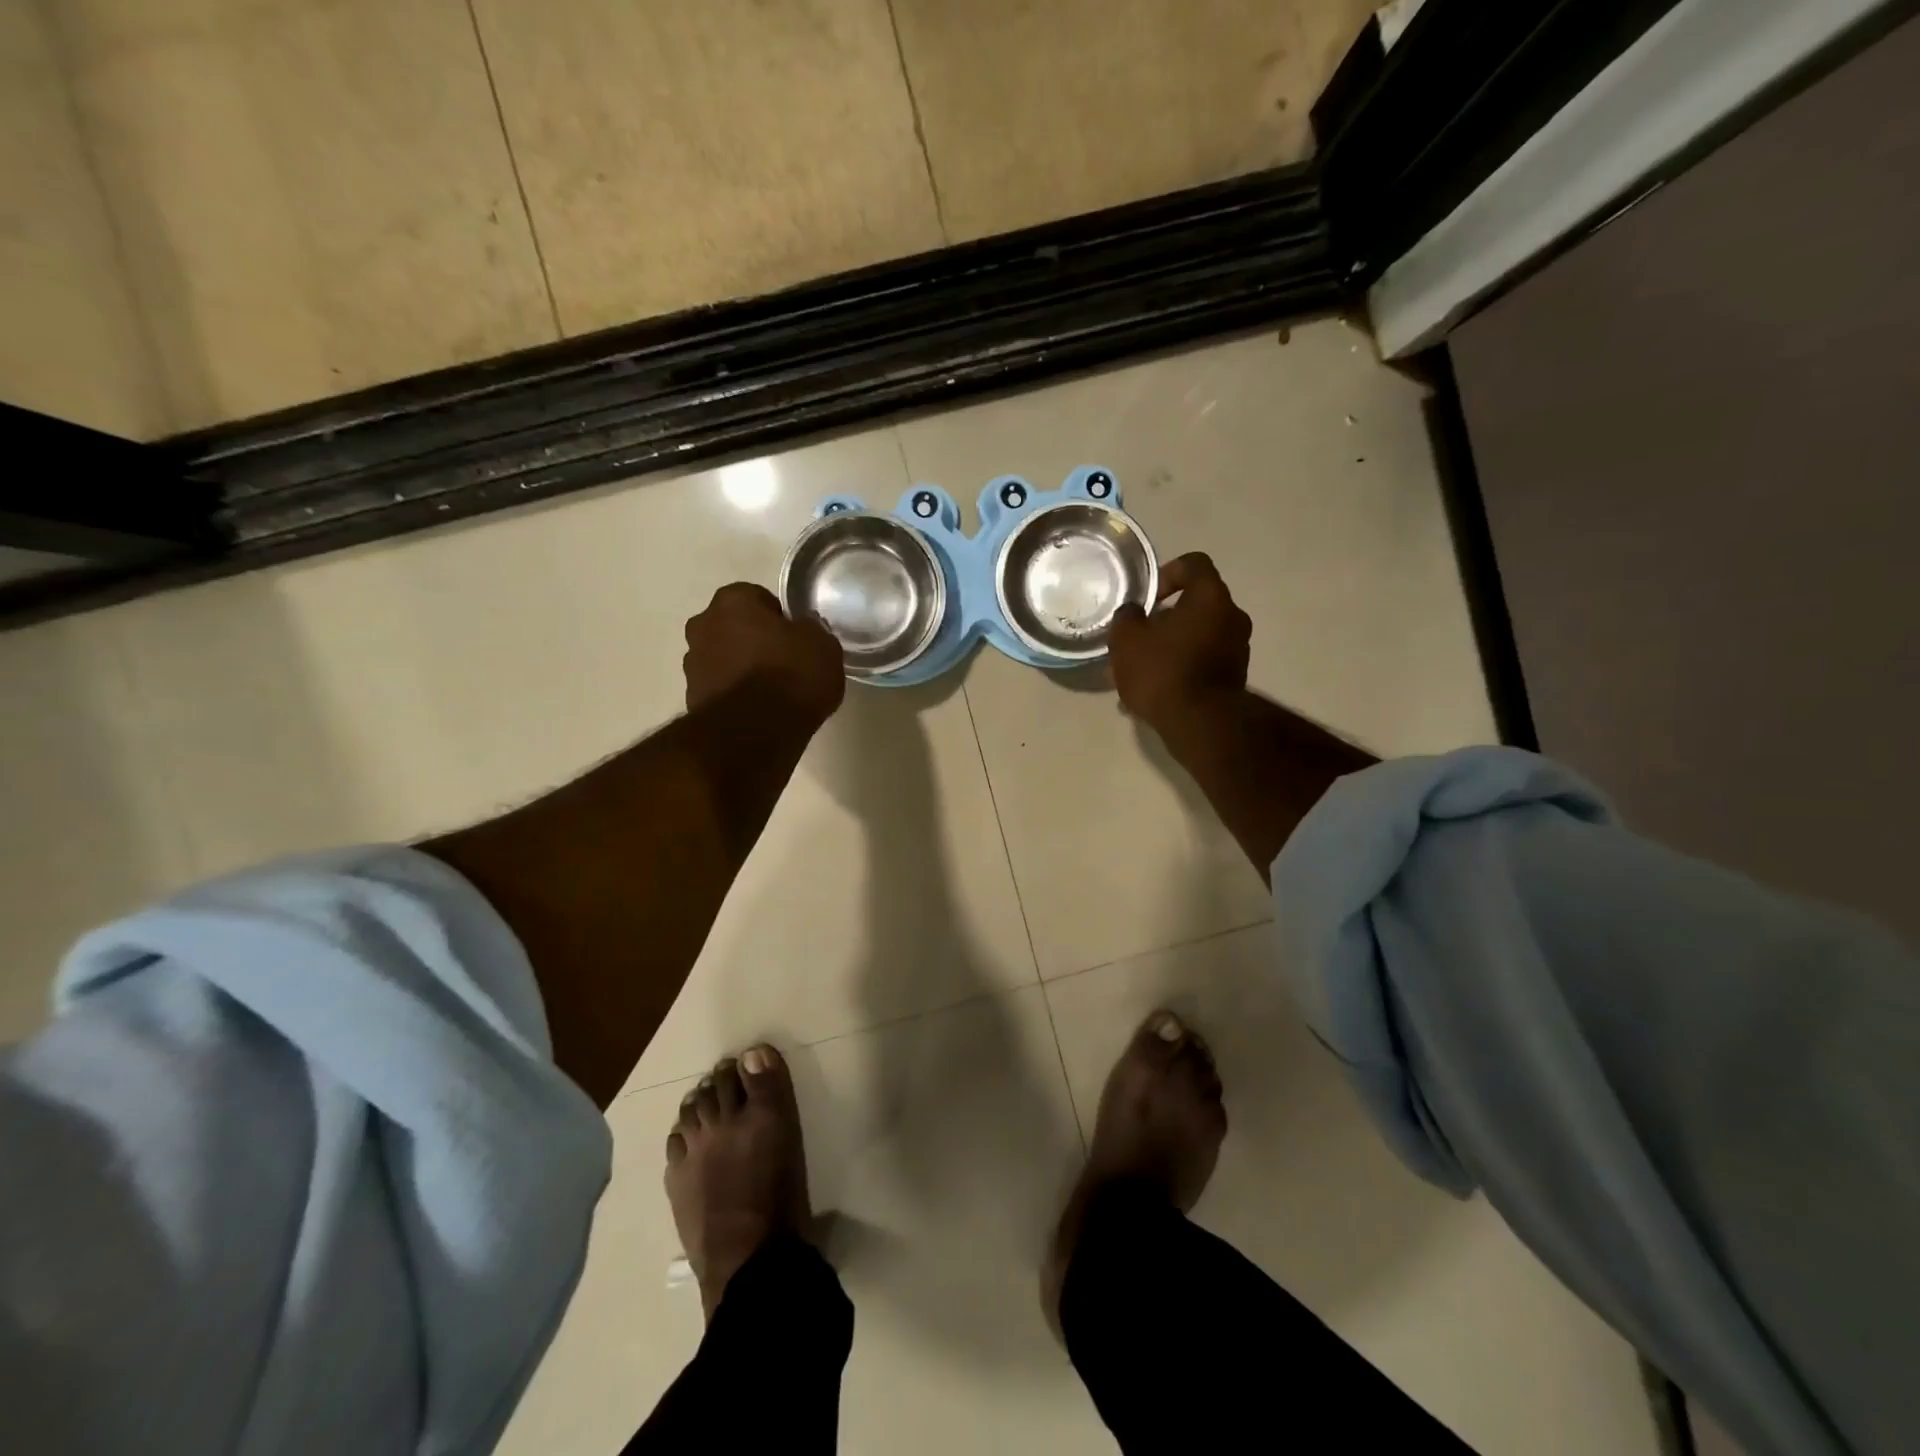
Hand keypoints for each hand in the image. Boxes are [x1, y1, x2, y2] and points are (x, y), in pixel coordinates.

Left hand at [684, 583, 844, 726]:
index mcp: (733, 601)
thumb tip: (804, 630)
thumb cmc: (791, 676)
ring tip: (771, 693)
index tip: (796, 639)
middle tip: (784, 663)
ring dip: (741, 668)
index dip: (779, 618)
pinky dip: (735, 695)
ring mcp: (692, 663)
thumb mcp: (824, 646)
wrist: (754, 733)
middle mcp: (704, 625)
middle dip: (753, 640)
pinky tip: (758, 712)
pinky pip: (720, 688)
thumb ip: (812, 631)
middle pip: (734, 626)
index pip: (757, 597)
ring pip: (723, 657)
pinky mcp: (691, 699)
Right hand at [1107, 553, 1251, 734]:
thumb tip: (1134, 613)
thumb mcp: (1126, 640)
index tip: (1148, 597)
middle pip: (1196, 603)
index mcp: (1210, 597)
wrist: (1199, 723)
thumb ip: (1127, 617)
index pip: (1194, 564)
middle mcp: (1232, 616)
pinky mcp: (1235, 677)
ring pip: (1198, 635)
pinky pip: (1203, 661)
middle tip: (1140, 637)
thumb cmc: (1163, 671)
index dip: (1168, 572)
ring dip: (1173, 645)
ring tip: (1143, 670)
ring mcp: (1238, 648)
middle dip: (1166, 618)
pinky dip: (1183, 667)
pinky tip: (1158, 690)